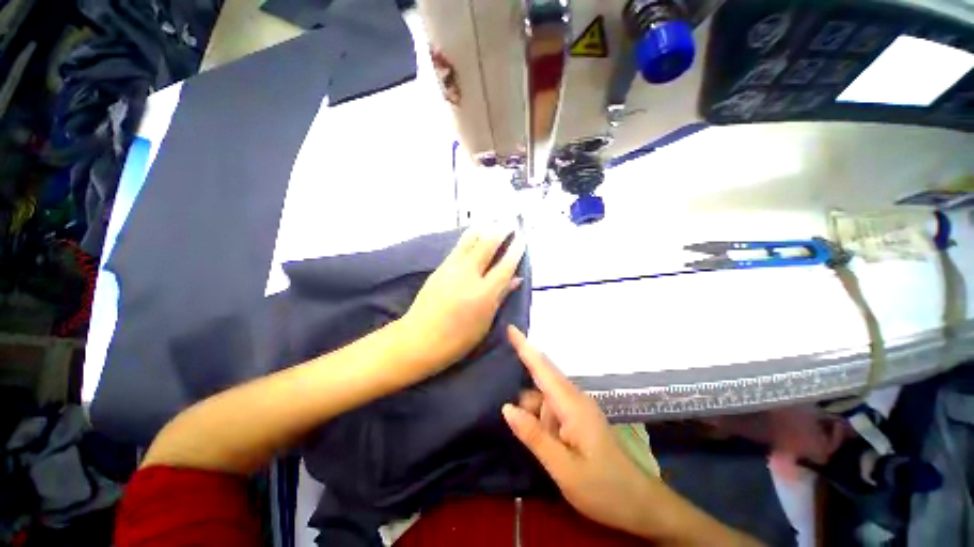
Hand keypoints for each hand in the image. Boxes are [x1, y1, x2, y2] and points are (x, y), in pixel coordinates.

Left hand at [402, 225, 525, 373]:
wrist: (419, 338)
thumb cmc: (457, 339)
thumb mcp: (485, 322)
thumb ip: (501, 297)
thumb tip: (516, 279)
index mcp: (484, 293)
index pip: (505, 266)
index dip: (516, 250)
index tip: (522, 238)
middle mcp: (469, 275)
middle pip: (487, 245)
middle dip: (501, 231)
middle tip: (510, 222)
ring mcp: (452, 269)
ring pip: (470, 241)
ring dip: (484, 229)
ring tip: (492, 222)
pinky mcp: (440, 268)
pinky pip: (458, 247)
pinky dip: (469, 237)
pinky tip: (473, 234)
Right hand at [501, 326, 656, 536]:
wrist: (639, 504)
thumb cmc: (603, 488)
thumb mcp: (564, 469)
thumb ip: (534, 436)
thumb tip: (506, 407)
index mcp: (571, 404)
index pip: (542, 368)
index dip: (525, 346)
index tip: (510, 328)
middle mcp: (573, 398)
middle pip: (540, 379)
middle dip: (522, 385)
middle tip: (504, 396)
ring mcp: (576, 408)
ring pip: (543, 397)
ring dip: (531, 411)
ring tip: (526, 435)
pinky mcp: (576, 418)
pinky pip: (550, 408)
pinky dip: (539, 416)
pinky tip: (534, 434)